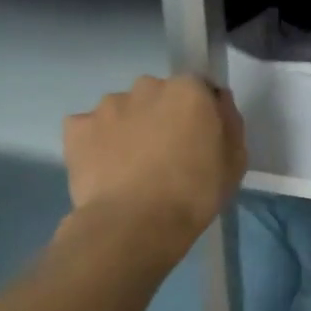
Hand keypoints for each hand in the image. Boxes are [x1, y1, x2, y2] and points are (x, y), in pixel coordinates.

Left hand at [62, 75, 246, 255]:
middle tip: (166, 153)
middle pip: (158, 95)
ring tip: (131, 166)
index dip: (200, 112)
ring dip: (129, 127)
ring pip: (123, 110)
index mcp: (188, 90)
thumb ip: (229, 123)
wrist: (135, 224)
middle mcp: (147, 87)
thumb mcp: (235, 162)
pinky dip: (97, 143)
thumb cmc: (195, 193)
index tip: (200, 138)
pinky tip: (105, 169)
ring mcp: (107, 105)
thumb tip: (218, 103)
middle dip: (162, 115)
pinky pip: (90, 128)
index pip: (199, 89)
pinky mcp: (76, 128)